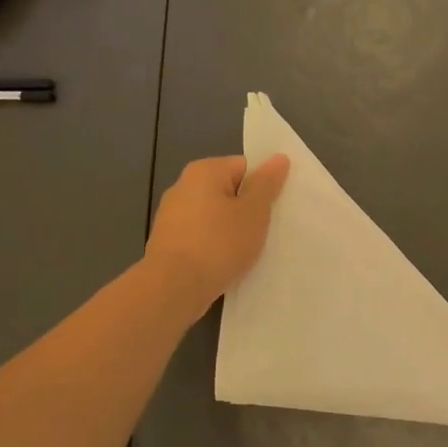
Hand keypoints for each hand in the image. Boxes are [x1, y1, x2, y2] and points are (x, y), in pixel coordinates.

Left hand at [144, 154, 289, 317]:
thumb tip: (279, 157)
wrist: (173, 288)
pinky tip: (226, 262)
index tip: (273, 209)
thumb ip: (267, 184)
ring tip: (248, 250)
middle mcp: (183, 187)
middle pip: (228, 190)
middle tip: (266, 230)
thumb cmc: (219, 243)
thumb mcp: (254, 211)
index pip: (244, 166)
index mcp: (204, 171)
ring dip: (233, 230)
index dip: (262, 187)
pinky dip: (216, 246)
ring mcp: (172, 216)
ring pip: (215, 216)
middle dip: (248, 209)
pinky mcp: (169, 242)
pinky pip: (202, 236)